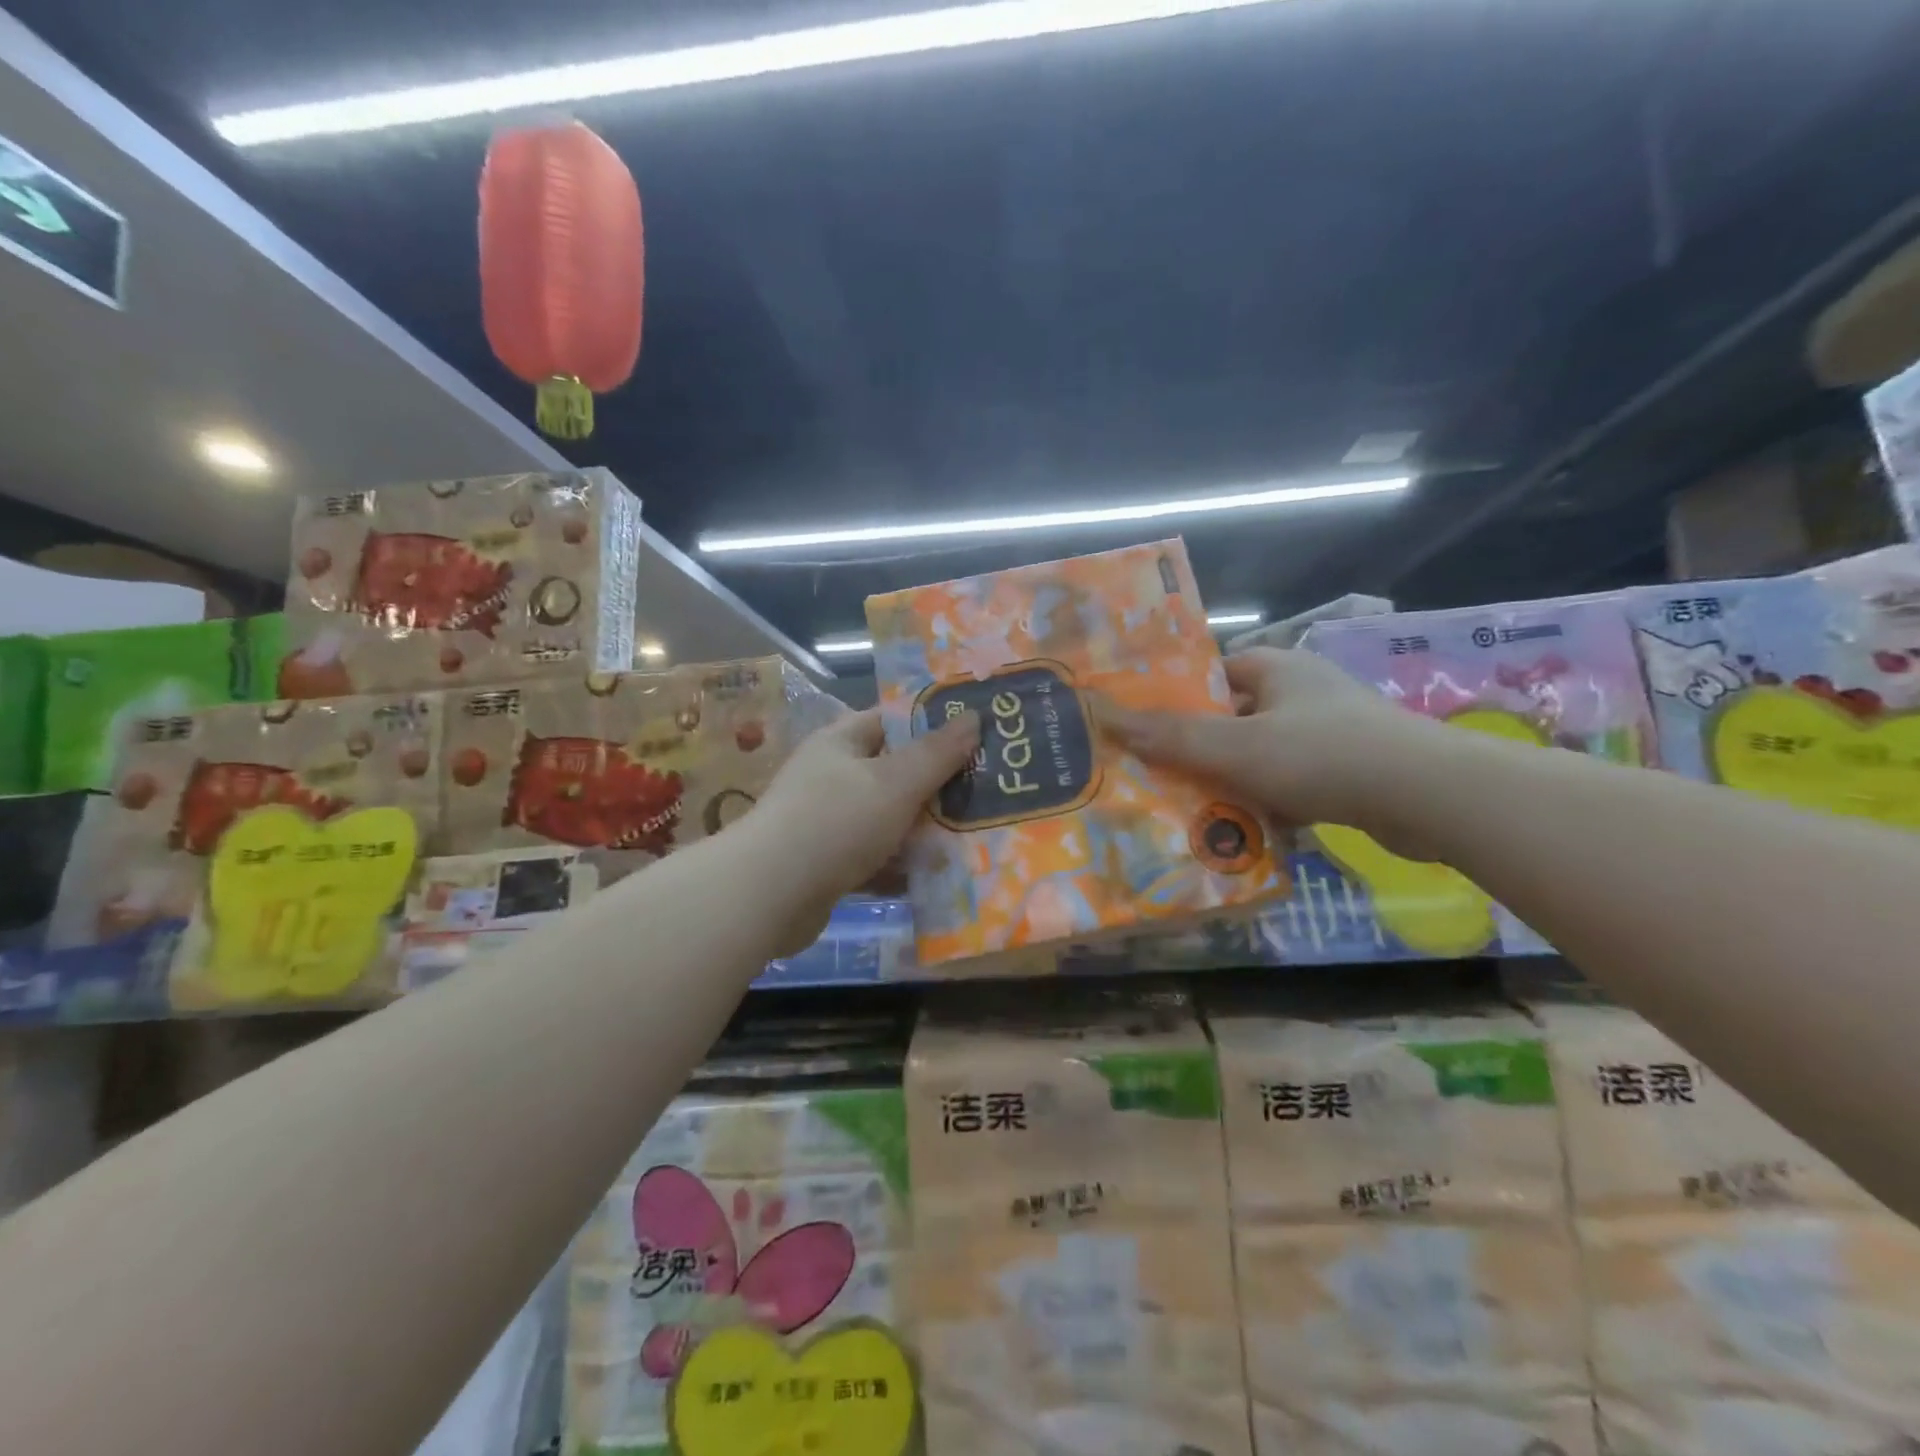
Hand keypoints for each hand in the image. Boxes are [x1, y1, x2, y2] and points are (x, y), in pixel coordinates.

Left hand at [745, 707, 979, 953]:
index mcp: (841, 742)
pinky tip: (936, 877)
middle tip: (984, 794)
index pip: (892, 721)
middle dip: (936, 785)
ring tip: (972, 837)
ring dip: (922, 830)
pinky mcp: (827, 864)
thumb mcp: (896, 782)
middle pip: (894, 772)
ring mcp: (827, 821)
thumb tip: (973, 716)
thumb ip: (937, 753)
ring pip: (887, 818)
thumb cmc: (837, 822)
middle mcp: (831, 776)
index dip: (934, 726)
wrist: (768, 895)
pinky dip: (900, 865)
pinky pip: (874, 857)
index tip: (977, 738)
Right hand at [1100, 647, 1431, 839]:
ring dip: (1229, 783)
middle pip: (1232, 719)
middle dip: (1197, 749)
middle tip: (1154, 777)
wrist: (1430, 798)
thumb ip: (1171, 735)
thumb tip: (1103, 716)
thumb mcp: (1236, 746)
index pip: (1213, 673)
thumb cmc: (1323, 755)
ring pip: (1258, 756)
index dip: (1177, 697)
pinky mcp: (1348, 773)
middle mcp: (1302, 694)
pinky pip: (1288, 785)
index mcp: (1278, 669)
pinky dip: (1266, 805)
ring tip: (1187, 811)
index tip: (1143, 728)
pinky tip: (1242, 833)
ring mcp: (1328, 734)